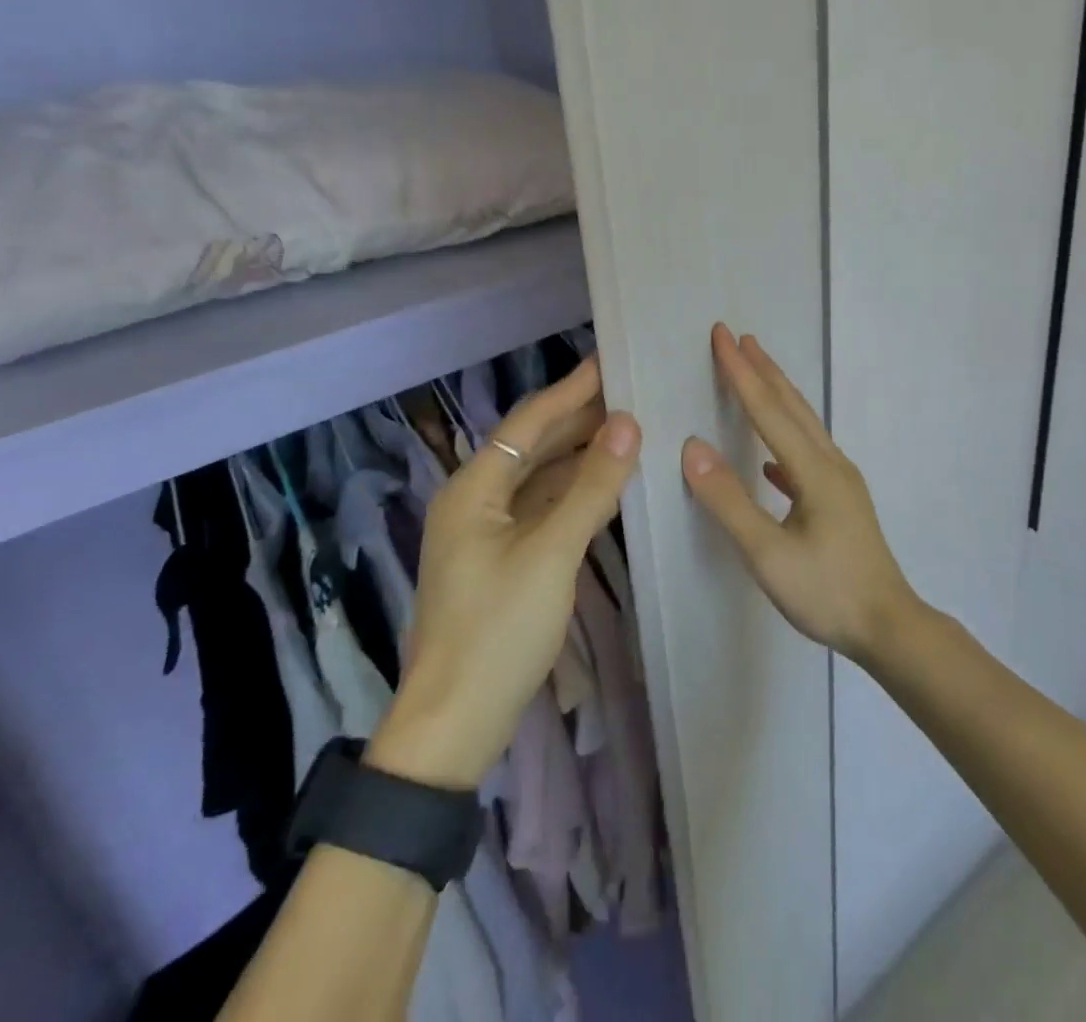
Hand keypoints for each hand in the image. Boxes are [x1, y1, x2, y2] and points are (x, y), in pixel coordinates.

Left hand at [368, 358, 640, 787]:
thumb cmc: (498, 631)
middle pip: (533, 446)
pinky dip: (573, 493)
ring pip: (539, 479)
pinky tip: (607, 484)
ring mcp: (486, 532)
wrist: (454, 724)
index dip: (571, 390)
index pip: (529, 422)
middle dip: (579, 419)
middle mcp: (474, 500)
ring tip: (628, 430)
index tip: (610, 360)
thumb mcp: (551, 554)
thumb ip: (591, 487)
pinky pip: (541, 509)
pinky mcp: (500, 560)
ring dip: (580, 455)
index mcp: (473, 488)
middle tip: (631, 392)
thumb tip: (628, 424)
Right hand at [682, 324, 919, 663]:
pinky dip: (784, 439)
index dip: (742, 373)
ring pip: (804, 425)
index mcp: (814, 470)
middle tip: (739, 337)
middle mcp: (831, 464)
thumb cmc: (826, 592)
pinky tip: (771, 459)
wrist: (888, 627)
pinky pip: (807, 454)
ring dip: (777, 396)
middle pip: (792, 406)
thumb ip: (728, 500)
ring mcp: (840, 482)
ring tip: (755, 376)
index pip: (768, 410)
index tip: (722, 336)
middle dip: (763, 370)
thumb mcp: (767, 554)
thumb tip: (692, 447)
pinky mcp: (841, 500)